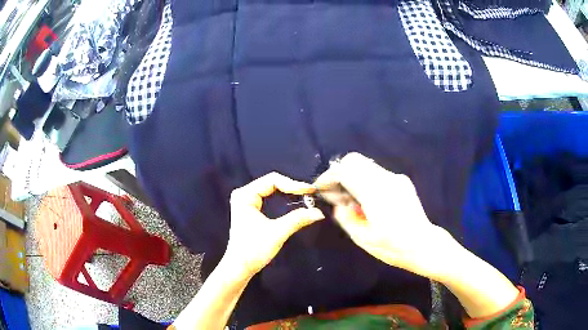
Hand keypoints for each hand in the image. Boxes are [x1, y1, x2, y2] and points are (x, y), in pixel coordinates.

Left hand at [225, 172, 324, 277]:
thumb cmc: (254, 249)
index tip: (310, 191)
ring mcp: (246, 202)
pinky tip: (293, 203)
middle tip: (310, 194)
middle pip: (271, 183)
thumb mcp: (277, 233)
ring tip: (305, 197)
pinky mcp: (250, 210)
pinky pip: (269, 198)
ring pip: (271, 191)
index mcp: (245, 195)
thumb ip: (297, 219)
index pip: (272, 180)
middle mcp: (243, 194)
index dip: (293, 184)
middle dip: (291, 188)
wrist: (240, 267)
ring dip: (288, 193)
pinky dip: (282, 200)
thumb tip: (318, 212)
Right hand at [314, 152, 455, 278]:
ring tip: (352, 201)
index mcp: (375, 193)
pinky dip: (365, 180)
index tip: (321, 189)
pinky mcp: (402, 181)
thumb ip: (345, 217)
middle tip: (336, 194)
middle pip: (355, 160)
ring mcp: (396, 178)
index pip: (345, 170)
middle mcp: (386, 179)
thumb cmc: (393, 247)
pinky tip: (367, 201)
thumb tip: (339, 204)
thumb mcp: (362, 238)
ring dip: (352, 177)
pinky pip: (376, 173)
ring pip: (365, 165)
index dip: (329, 176)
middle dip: (340, 173)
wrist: (423, 245)